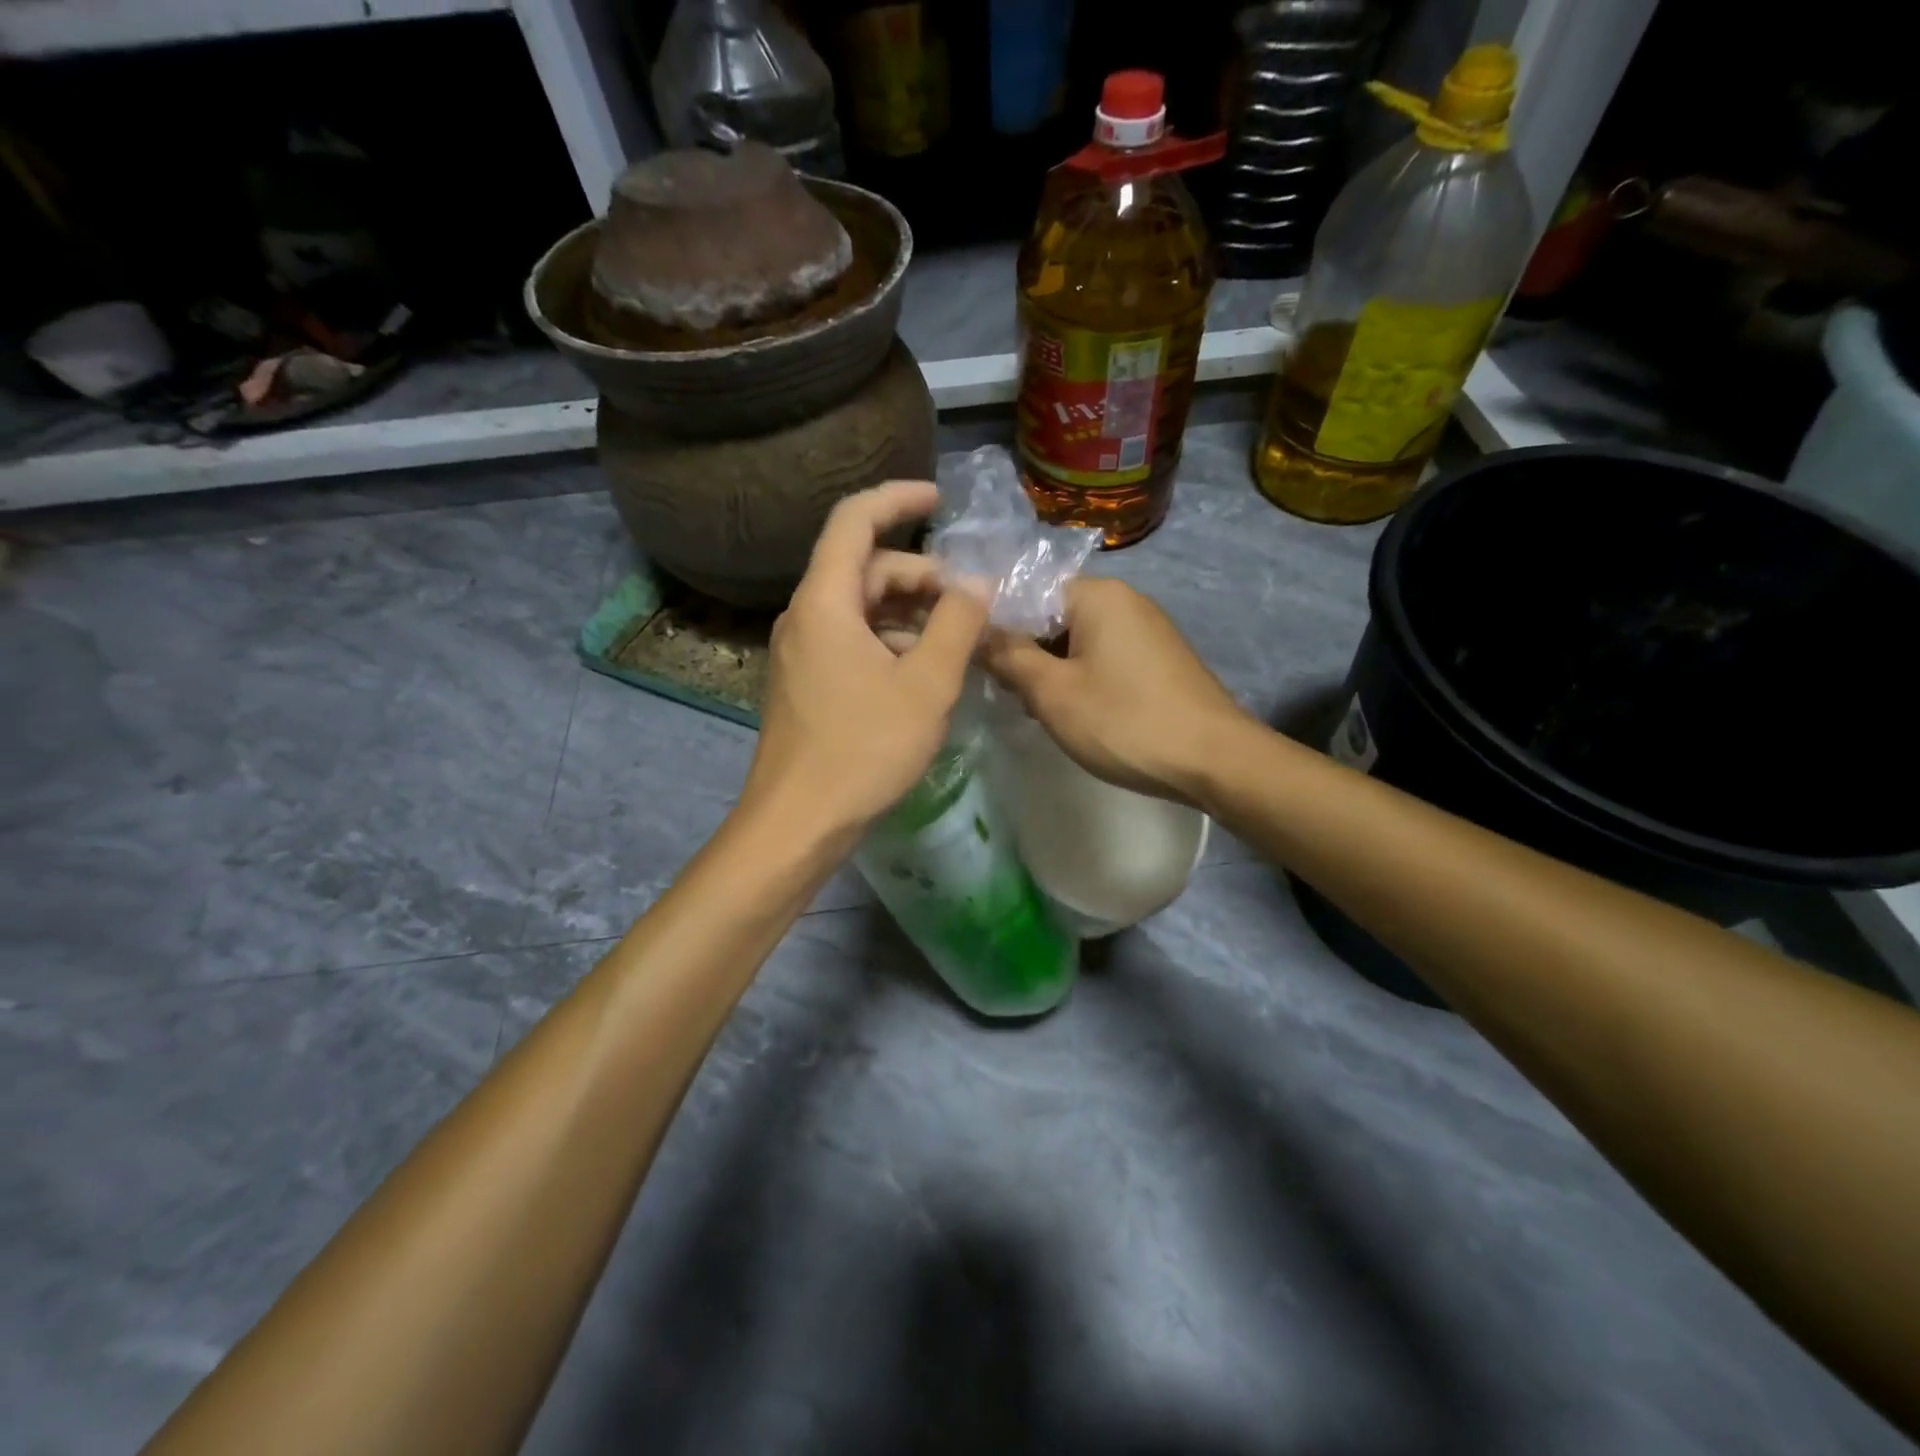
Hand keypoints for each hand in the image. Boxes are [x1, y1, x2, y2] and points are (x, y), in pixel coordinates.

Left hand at [742, 481, 989, 843]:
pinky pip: (853, 640)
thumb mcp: (927, 685)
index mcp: (825, 602)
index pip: (855, 520)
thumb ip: (958, 625)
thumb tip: (978, 582)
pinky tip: (925, 672)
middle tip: (970, 602)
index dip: (898, 498)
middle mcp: (806, 616)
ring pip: (861, 608)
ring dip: (910, 612)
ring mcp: (803, 651)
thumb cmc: (863, 750)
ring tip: (958, 640)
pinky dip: (891, 641)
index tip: (942, 499)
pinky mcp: (808, 682)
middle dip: (921, 574)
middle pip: (865, 568)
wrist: (798, 822)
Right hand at [983, 577, 1249, 805]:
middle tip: (1006, 692)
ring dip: (1050, 668)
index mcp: (1098, 595)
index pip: (1027, 590)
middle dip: (1024, 650)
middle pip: (1052, 614)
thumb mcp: (1053, 693)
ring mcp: (1146, 629)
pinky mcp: (1158, 659)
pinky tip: (1074, 711)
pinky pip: (1103, 656)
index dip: (995, 622)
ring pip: (1076, 639)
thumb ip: (1008, 657)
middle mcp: (1125, 600)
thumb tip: (975, 631)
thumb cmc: (1125, 722)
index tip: (973, 657)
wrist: (1215, 760)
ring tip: (1036, 708)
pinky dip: (1081, 677)